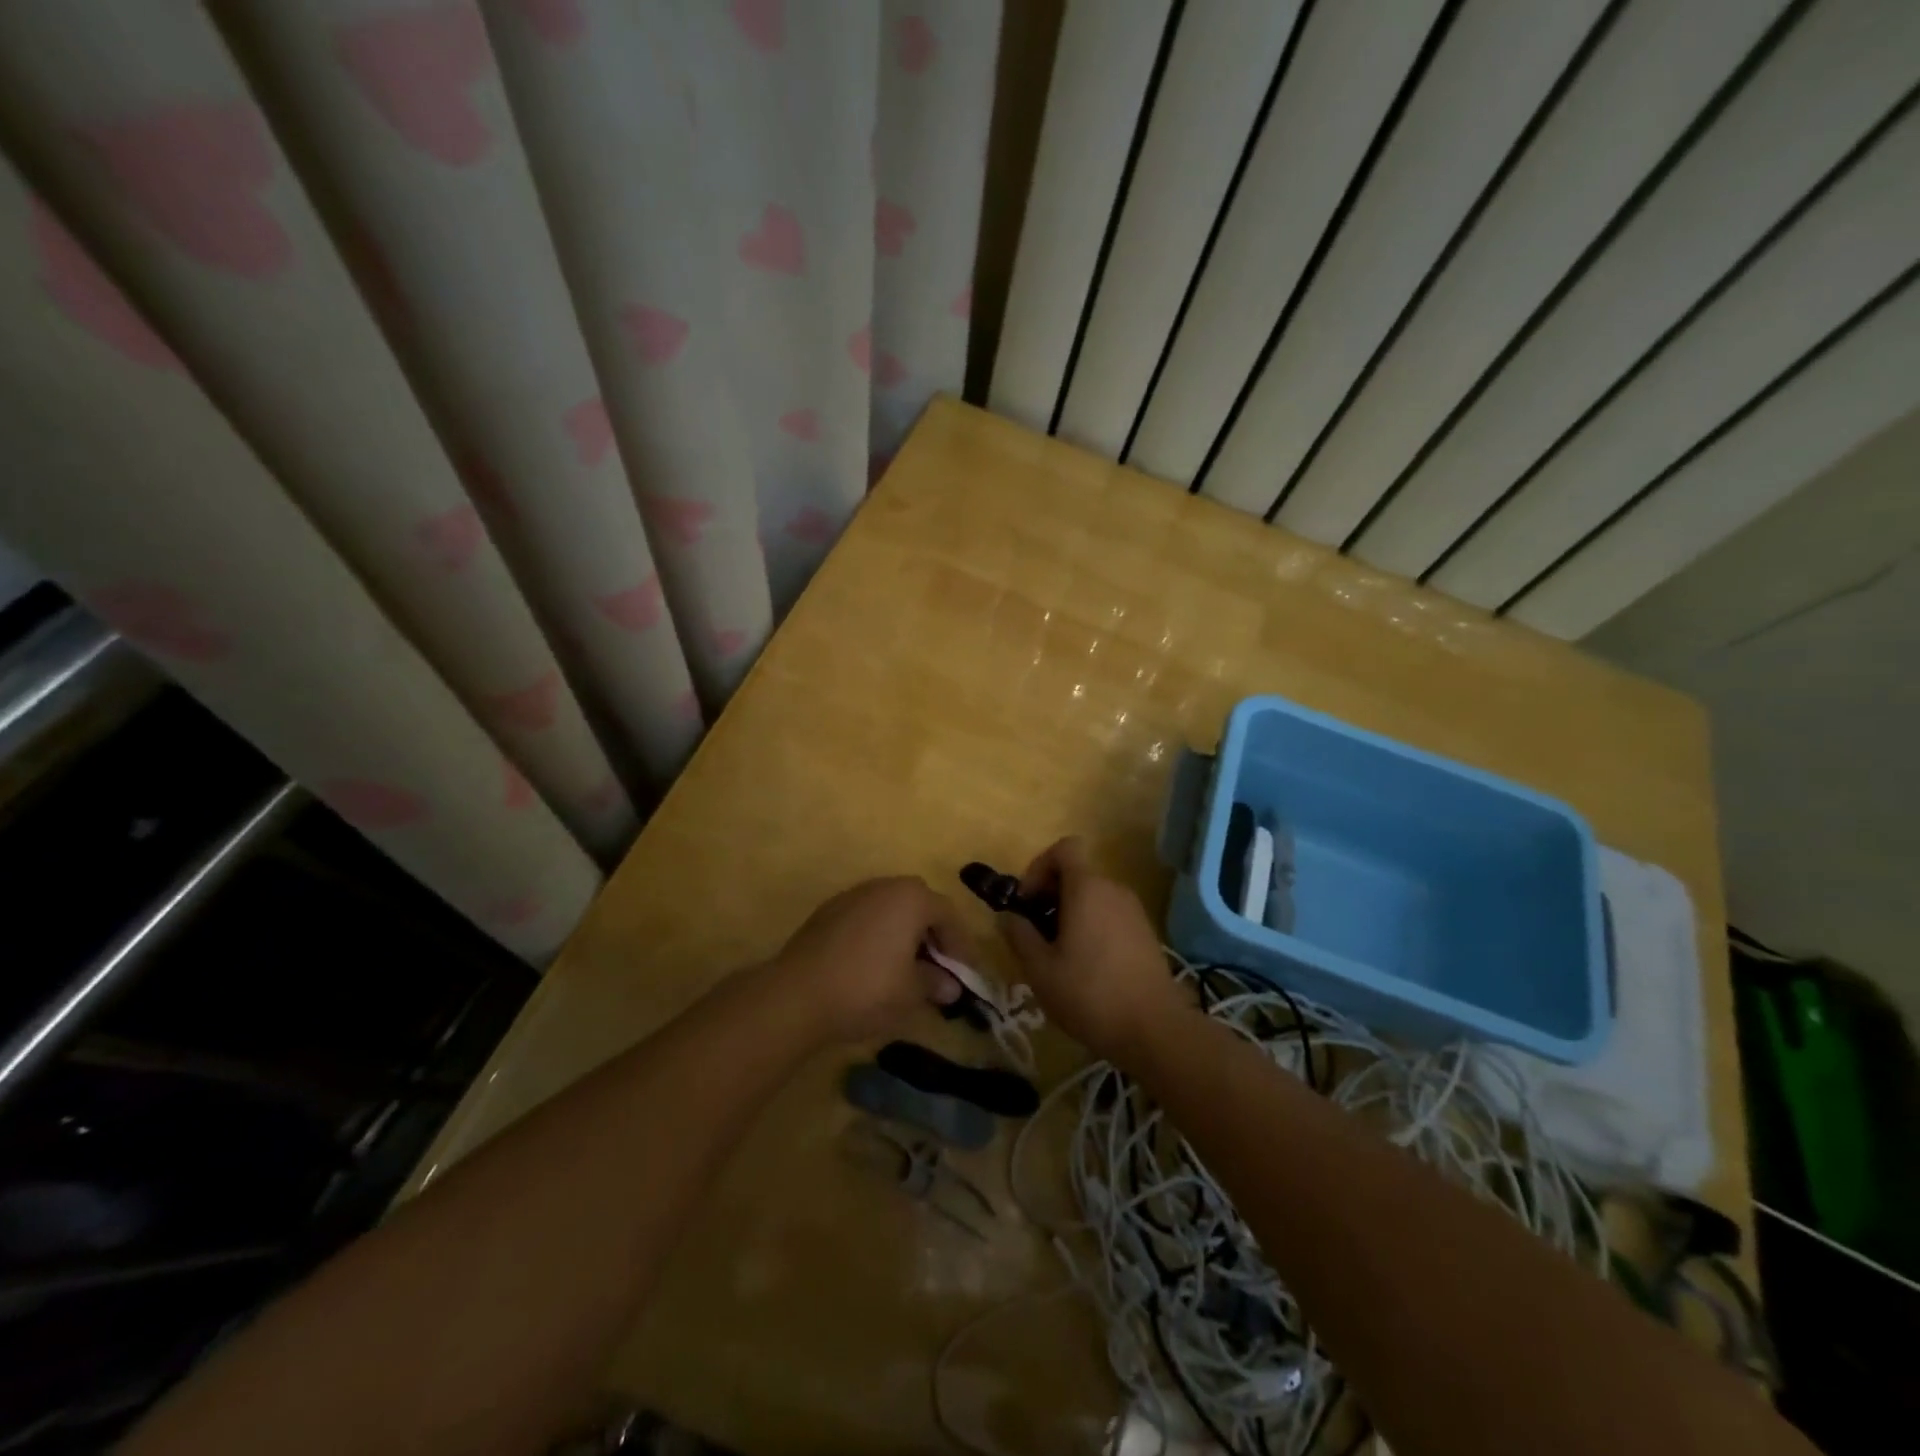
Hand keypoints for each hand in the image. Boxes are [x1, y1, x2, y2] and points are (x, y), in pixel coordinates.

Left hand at [774, 877, 967, 1041]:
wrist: (796, 994)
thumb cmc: (867, 988)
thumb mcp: (911, 993)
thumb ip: (935, 984)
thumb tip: (950, 987)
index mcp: (911, 898)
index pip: (948, 915)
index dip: (961, 946)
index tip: (965, 975)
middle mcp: (883, 887)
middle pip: (919, 905)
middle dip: (932, 934)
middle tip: (938, 966)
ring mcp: (852, 896)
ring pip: (890, 909)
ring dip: (904, 933)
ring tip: (907, 968)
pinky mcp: (827, 912)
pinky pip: (866, 918)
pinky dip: (878, 936)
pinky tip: (874, 965)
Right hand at [998, 836, 1186, 1063]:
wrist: (1154, 1031)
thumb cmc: (1090, 994)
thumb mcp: (1040, 969)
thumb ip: (1019, 935)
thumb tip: (1008, 916)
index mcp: (1087, 888)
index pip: (1064, 848)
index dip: (1039, 866)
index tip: (1026, 901)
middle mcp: (1114, 889)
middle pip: (1076, 873)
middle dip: (1049, 895)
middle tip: (1035, 933)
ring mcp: (1134, 911)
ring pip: (1093, 896)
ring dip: (1069, 913)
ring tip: (1057, 954)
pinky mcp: (1145, 933)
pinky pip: (1110, 914)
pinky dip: (1091, 926)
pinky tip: (1085, 967)